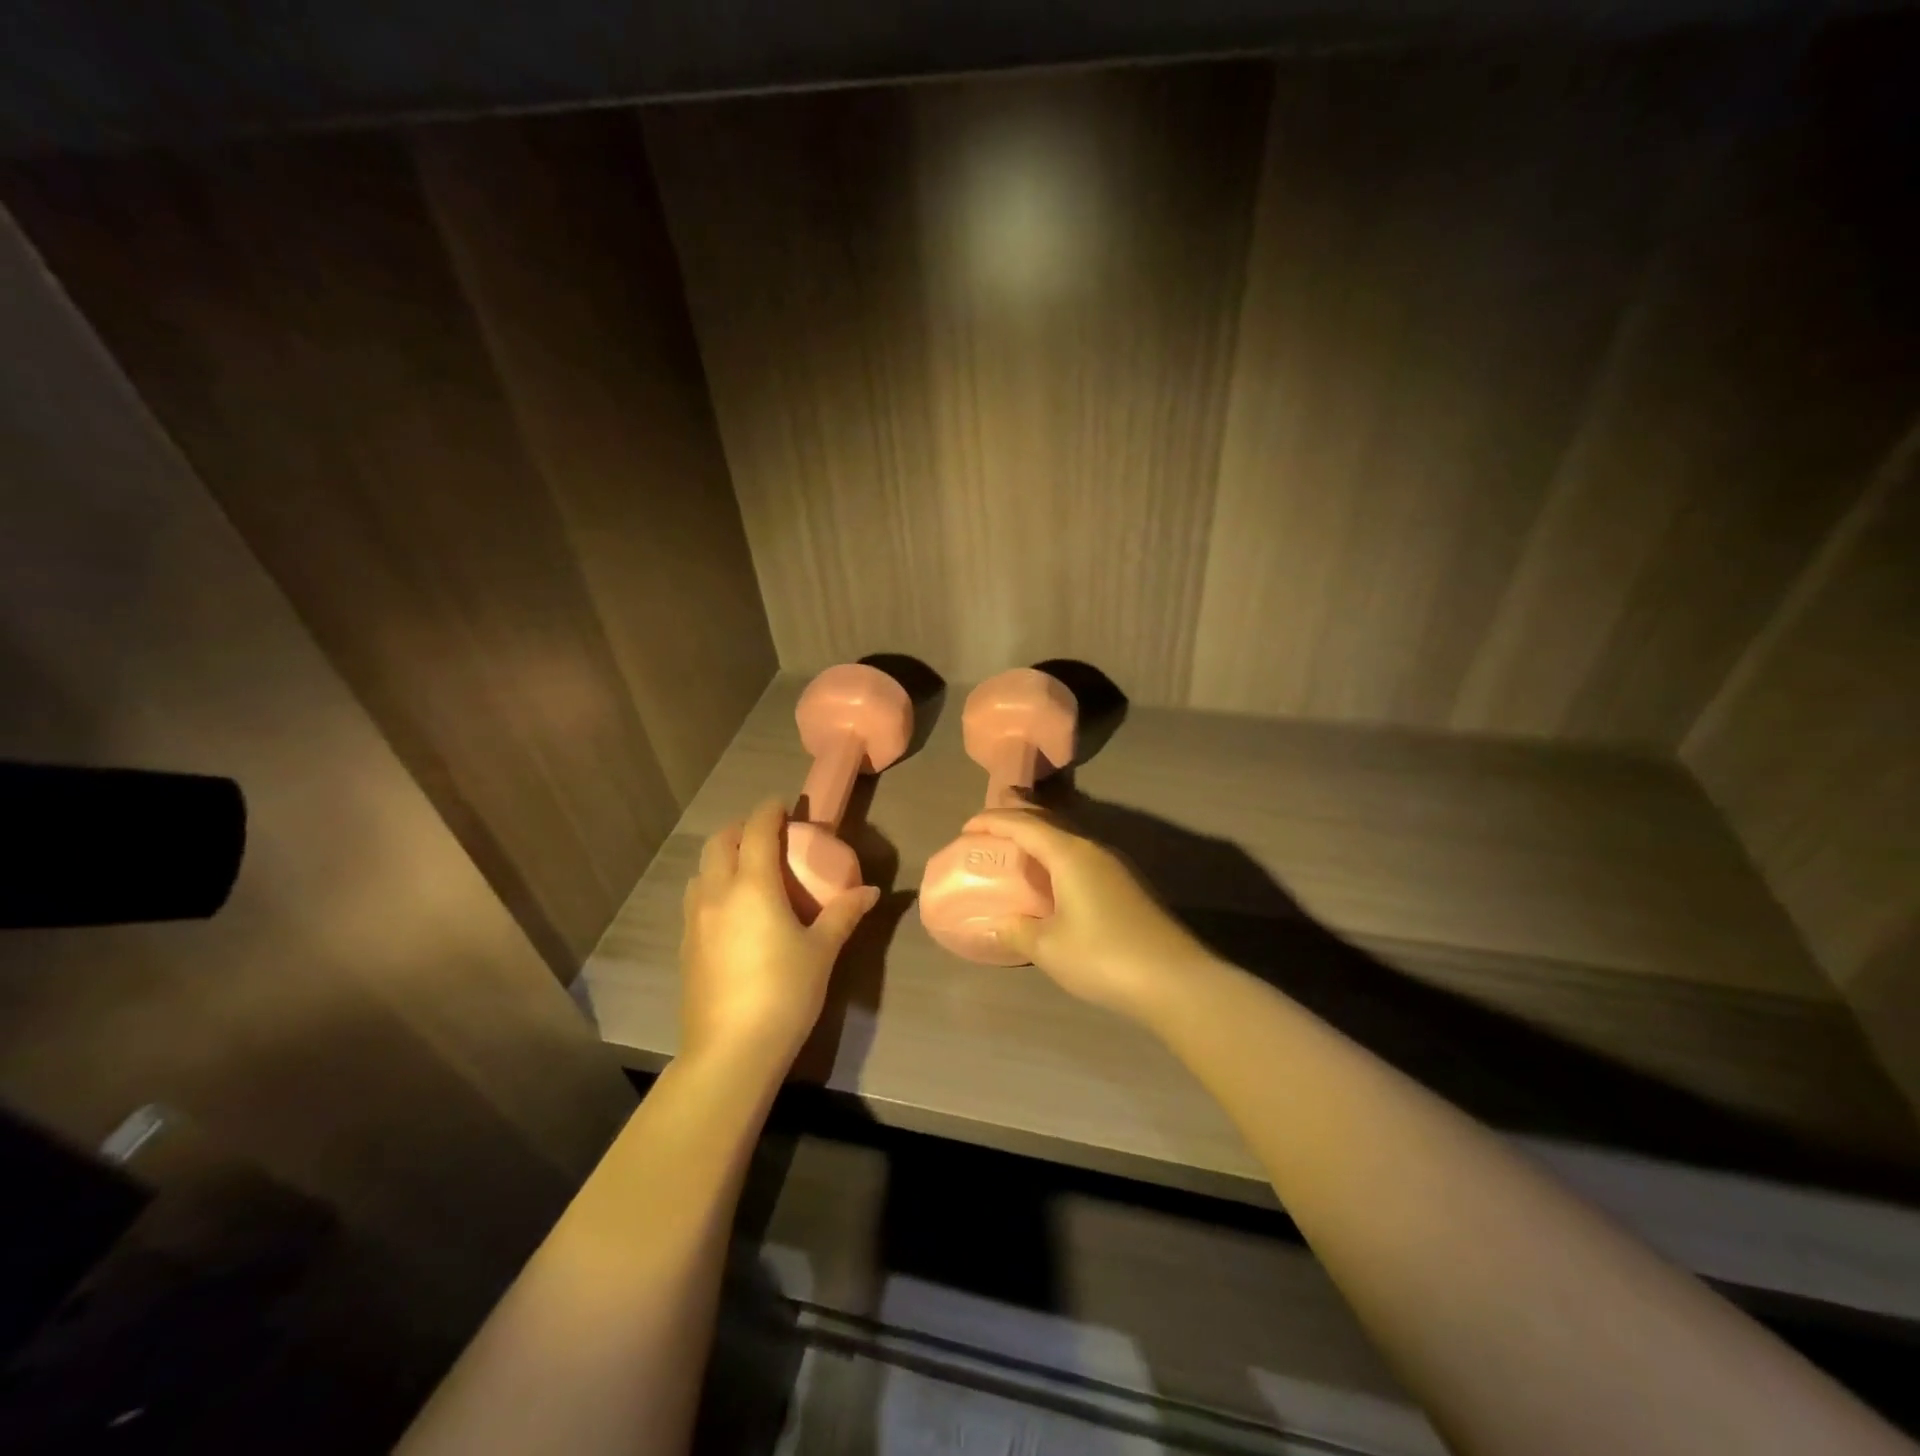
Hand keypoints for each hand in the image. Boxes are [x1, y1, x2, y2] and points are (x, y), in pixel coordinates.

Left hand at [680, 798, 878, 1070]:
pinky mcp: (684, 945)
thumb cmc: (784, 993)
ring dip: (722, 857)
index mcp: (752, 885)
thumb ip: (844, 914)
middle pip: (720, 842)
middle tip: (768, 835)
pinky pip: (695, 898)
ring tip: (748, 869)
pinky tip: (732, 911)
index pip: (756, 829)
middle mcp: (716, 893)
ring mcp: (694, 920)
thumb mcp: (822, 951)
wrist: (731, 1051)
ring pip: (701, 870)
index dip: (770, 811)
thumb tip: (870, 891)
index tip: (784, 805)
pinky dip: (712, 886)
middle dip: (742, 828)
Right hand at [963, 808, 1212, 1023]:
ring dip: (1039, 839)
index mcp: (1069, 853)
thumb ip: (1017, 929)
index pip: (1023, 824)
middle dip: (1016, 820)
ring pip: (1068, 838)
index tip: (966, 827)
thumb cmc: (1103, 956)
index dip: (992, 821)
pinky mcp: (1128, 885)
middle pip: (1047, 822)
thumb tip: (998, 922)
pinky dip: (1058, 857)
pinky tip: (1054, 881)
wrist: (1176, 980)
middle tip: (988, 830)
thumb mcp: (1048, 947)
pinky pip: (1082, 857)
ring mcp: (1115, 865)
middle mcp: (1093, 849)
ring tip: (1017, 852)